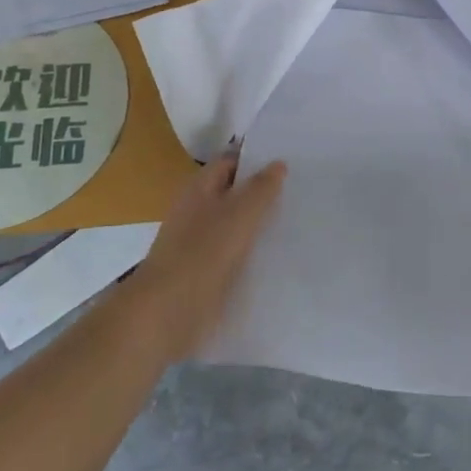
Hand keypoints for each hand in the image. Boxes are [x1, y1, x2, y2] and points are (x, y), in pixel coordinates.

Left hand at [132, 153, 286, 357]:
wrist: (168, 312)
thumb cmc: (203, 253)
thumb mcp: (239, 214)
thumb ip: (261, 188)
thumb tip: (278, 164)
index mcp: (199, 189)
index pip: (230, 162)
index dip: (256, 159)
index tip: (290, 160)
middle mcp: (197, 211)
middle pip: (233, 194)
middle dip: (262, 193)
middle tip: (302, 191)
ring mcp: (199, 244)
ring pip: (235, 226)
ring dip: (260, 225)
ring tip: (298, 222)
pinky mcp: (205, 273)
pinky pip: (234, 255)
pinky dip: (253, 253)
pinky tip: (278, 257)